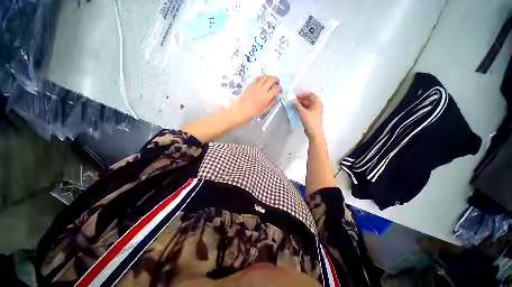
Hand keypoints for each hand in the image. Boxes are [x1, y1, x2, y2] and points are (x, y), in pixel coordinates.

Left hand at [230, 75, 280, 122]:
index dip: (280, 88)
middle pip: (272, 79)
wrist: (241, 110)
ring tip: (270, 80)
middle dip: (276, 79)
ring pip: (265, 76)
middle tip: (277, 82)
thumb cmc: (253, 112)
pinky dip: (262, 77)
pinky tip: (262, 80)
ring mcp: (256, 85)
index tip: (280, 90)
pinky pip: (258, 77)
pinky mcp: (251, 84)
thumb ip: (271, 103)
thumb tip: (275, 98)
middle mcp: (262, 89)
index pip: (276, 89)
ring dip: (270, 77)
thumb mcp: (264, 110)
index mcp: (267, 97)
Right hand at [293, 92, 323, 139]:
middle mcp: (316, 106)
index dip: (302, 94)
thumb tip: (292, 101)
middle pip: (308, 100)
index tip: (295, 96)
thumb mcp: (303, 112)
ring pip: (306, 105)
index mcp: (317, 103)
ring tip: (292, 105)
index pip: (310, 94)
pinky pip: (305, 110)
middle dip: (300, 100)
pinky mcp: (310, 116)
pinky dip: (300, 109)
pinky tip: (295, 110)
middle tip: (292, 101)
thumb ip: (297, 105)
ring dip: (299, 104)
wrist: (314, 133)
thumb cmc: (310, 121)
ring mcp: (313, 111)